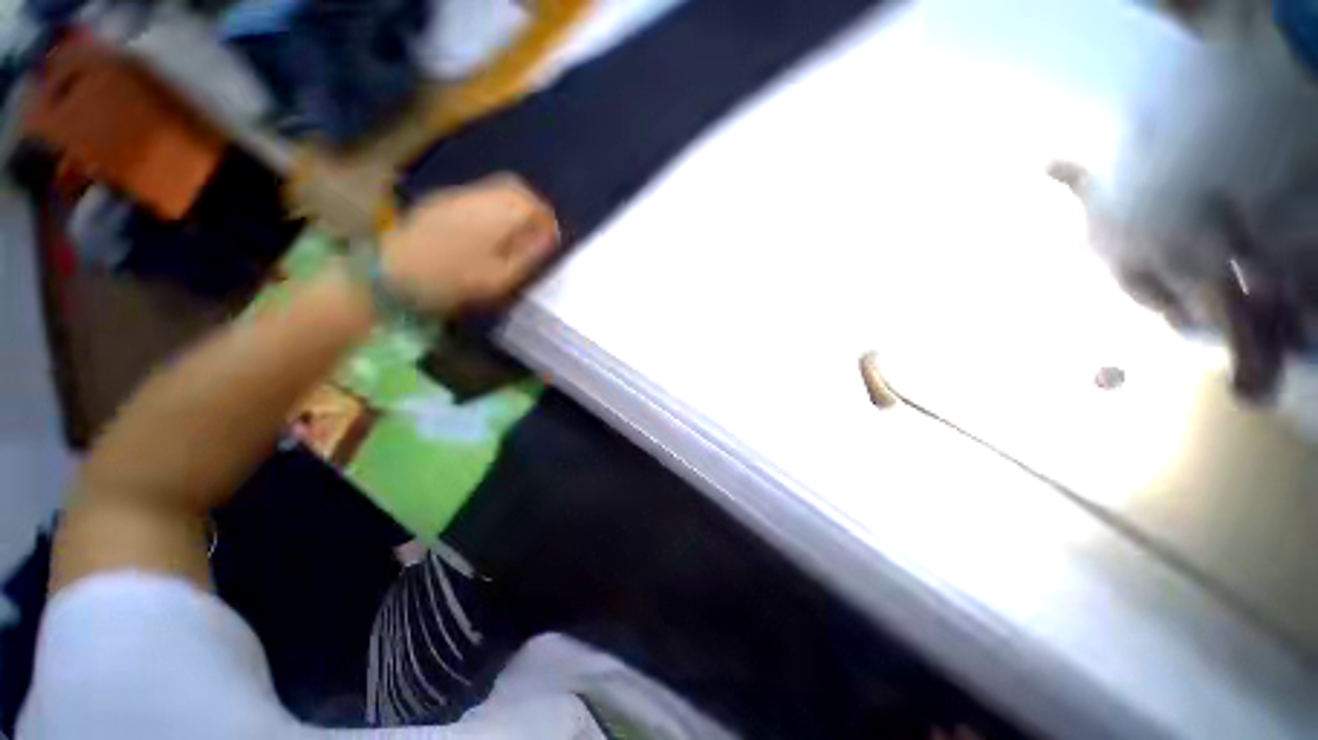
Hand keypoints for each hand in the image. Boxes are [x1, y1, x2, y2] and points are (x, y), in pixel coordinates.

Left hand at [380, 174, 559, 313]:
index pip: (531, 204)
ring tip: (518, 230)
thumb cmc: (453, 282)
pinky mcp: (441, 201)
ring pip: (496, 188)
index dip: (546, 218)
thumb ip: (529, 254)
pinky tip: (491, 227)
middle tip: (539, 228)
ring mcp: (456, 196)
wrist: (392, 274)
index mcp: (494, 215)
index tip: (552, 237)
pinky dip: (495, 204)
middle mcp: (477, 197)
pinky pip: (478, 193)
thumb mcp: (500, 278)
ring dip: (514, 203)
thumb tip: (550, 236)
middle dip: (533, 205)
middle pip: (514, 187)